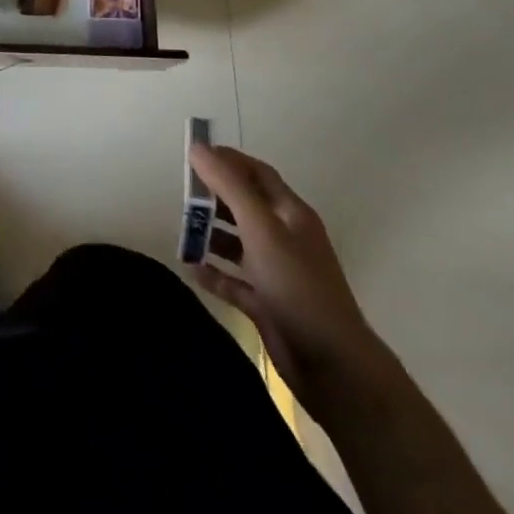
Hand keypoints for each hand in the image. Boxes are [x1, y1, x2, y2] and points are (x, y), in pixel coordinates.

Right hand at [188, 144, 383, 404]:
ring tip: (182, 233)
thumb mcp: (262, 229)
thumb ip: (230, 186)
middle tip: (181, 196)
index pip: (258, 174)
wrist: (332, 365)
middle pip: (245, 206)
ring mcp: (276, 273)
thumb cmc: (297, 287)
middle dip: (214, 198)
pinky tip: (191, 269)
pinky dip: (214, 273)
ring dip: (210, 235)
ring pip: (237, 243)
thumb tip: (198, 148)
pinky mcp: (267, 304)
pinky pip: (234, 281)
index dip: (228, 161)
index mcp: (290, 214)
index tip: (193, 157)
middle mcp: (284, 238)